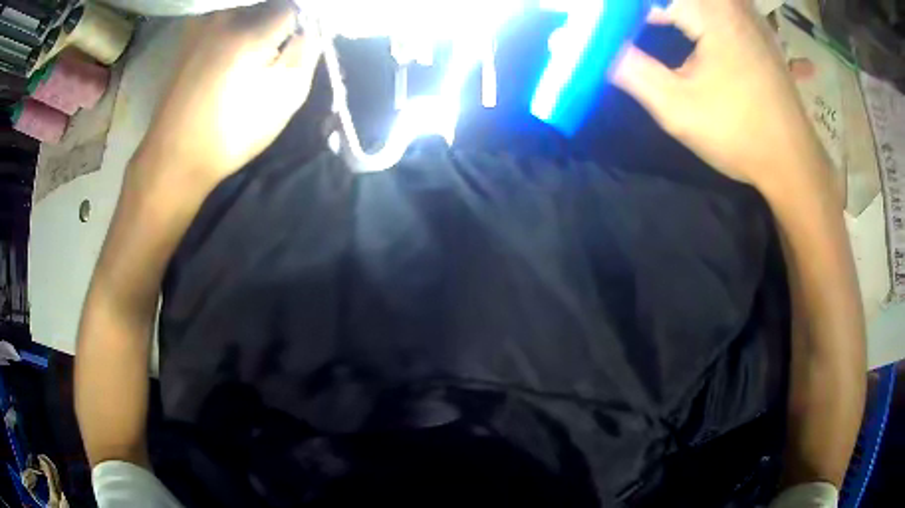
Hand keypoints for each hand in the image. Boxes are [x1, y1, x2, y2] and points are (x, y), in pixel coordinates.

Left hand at [141, 0, 319, 186]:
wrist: (174, 157)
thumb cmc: (231, 133)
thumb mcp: (285, 98)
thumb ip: (306, 52)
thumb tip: (311, 27)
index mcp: (251, 30)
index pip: (295, 6)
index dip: (302, 25)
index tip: (298, 46)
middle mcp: (226, 16)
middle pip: (268, 4)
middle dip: (279, 24)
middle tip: (274, 56)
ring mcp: (203, 24)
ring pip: (245, 11)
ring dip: (255, 27)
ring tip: (249, 61)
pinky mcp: (189, 37)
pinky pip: (224, 22)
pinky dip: (234, 33)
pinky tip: (228, 61)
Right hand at [612, 0, 825, 191]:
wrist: (795, 163)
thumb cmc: (740, 135)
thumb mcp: (677, 107)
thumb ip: (629, 69)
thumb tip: (586, 48)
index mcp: (710, 12)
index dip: (616, 10)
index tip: (594, 23)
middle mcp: (729, 3)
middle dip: (640, 10)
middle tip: (617, 24)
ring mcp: (746, 12)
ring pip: (695, 0)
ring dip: (666, 9)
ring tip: (641, 23)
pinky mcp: (755, 27)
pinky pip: (714, 6)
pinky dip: (689, 12)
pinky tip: (679, 23)